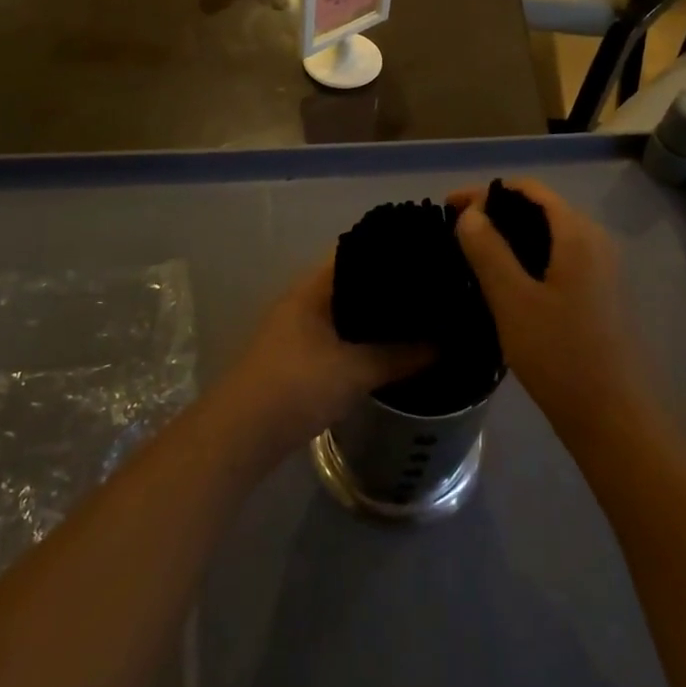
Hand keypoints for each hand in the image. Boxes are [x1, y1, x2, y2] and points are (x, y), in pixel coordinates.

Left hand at [214, 260, 430, 463]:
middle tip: (433, 290)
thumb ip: (401, 356)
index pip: (358, 251)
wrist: (239, 435)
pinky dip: (362, 336)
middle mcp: (304, 298)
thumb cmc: (296, 387)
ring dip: (376, 315)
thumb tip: (446, 343)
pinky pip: (339, 333)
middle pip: (354, 280)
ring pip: (346, 310)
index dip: (392, 251)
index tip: (428, 255)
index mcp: (314, 286)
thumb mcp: (356, 371)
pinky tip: (388, 348)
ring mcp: (298, 326)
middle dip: (389, 286)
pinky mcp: (298, 354)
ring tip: (420, 317)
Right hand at [450, 180, 646, 432]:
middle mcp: (594, 241)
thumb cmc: (561, 355)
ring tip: (471, 255)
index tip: (447, 208)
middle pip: (539, 209)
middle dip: (496, 213)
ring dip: (510, 237)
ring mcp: (600, 269)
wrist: (615, 420)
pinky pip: (556, 259)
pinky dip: (526, 258)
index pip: (528, 189)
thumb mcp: (512, 300)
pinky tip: (503, 282)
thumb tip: (471, 213)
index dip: (486, 192)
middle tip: (455, 232)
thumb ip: (488, 250)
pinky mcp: (599, 295)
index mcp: (577, 233)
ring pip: (547, 236)